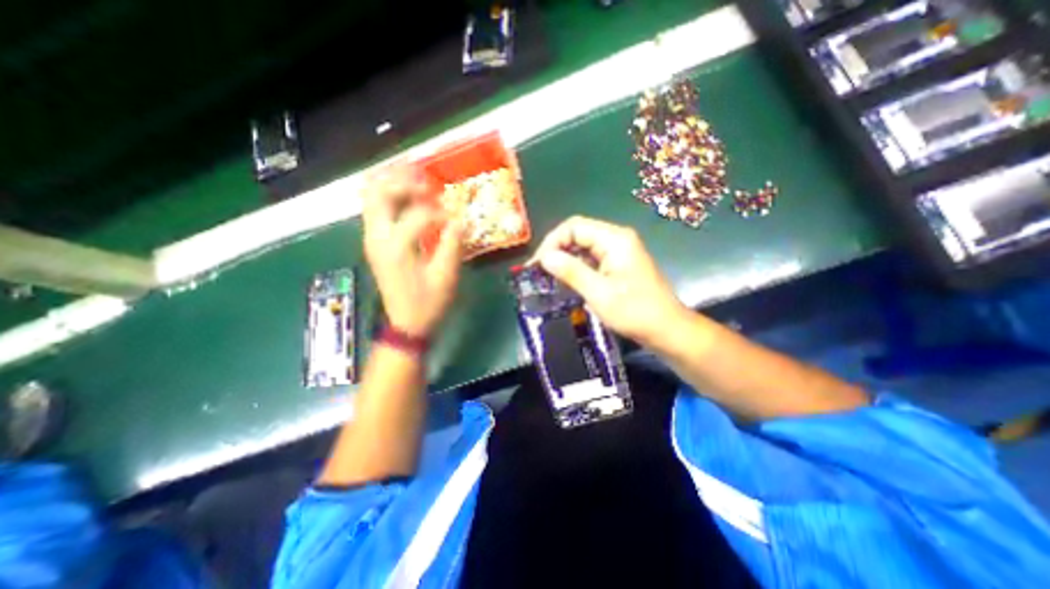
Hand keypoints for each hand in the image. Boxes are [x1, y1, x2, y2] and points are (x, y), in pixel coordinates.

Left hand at [365, 166, 459, 340]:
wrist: (406, 324)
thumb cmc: (427, 303)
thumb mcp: (445, 276)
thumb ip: (452, 244)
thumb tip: (460, 220)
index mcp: (396, 247)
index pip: (418, 215)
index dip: (440, 213)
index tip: (456, 218)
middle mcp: (377, 238)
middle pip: (379, 194)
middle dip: (404, 182)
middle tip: (427, 181)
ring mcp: (372, 239)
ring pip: (372, 198)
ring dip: (392, 184)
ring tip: (414, 177)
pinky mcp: (375, 243)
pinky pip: (376, 210)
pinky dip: (389, 197)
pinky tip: (405, 195)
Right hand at [535, 215, 690, 345]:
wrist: (667, 329)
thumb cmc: (635, 312)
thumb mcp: (599, 293)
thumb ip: (571, 271)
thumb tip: (544, 257)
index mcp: (615, 239)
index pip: (574, 226)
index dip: (552, 242)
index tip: (538, 264)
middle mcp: (617, 238)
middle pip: (578, 234)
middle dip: (557, 250)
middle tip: (539, 272)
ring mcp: (619, 251)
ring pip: (583, 247)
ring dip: (565, 259)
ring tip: (548, 277)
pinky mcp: (618, 263)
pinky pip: (592, 258)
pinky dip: (577, 267)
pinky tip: (567, 281)